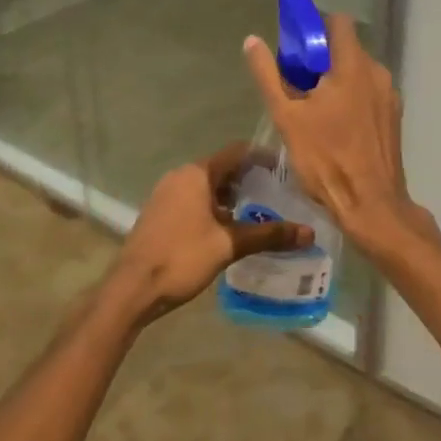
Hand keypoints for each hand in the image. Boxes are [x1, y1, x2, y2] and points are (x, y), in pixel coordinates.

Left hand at [108, 144, 310, 323]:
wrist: (132, 288)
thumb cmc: (182, 257)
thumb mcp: (229, 245)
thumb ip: (268, 235)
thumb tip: (308, 233)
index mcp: (197, 173)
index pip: (237, 152)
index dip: (262, 157)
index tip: (285, 169)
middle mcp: (180, 176)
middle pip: (222, 169)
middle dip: (249, 180)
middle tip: (276, 195)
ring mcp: (166, 194)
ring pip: (207, 186)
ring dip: (231, 197)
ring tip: (256, 214)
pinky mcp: (160, 213)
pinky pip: (193, 200)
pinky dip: (214, 207)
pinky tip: (227, 230)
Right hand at [242, 14, 423, 252]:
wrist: (372, 205)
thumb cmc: (326, 159)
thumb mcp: (287, 117)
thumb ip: (268, 75)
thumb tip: (252, 41)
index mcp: (353, 65)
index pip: (337, 22)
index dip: (314, 27)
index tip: (294, 46)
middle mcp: (377, 73)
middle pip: (346, 49)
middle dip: (320, 59)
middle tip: (295, 84)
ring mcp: (390, 96)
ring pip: (358, 73)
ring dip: (335, 80)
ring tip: (312, 109)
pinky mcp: (394, 117)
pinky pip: (368, 94)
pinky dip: (351, 98)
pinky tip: (334, 126)